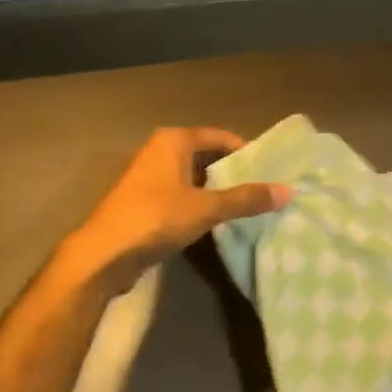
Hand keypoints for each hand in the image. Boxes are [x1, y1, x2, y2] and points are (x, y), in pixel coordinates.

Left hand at [63, 128, 288, 296]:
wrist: (103, 254)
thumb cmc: (155, 218)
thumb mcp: (206, 208)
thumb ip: (246, 199)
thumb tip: (288, 191)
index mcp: (174, 140)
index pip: (220, 137)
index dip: (246, 151)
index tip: (271, 170)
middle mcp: (161, 151)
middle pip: (207, 156)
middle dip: (234, 172)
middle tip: (266, 189)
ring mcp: (150, 177)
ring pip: (195, 178)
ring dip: (218, 191)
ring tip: (250, 206)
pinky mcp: (146, 202)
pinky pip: (183, 196)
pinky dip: (201, 204)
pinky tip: (220, 222)